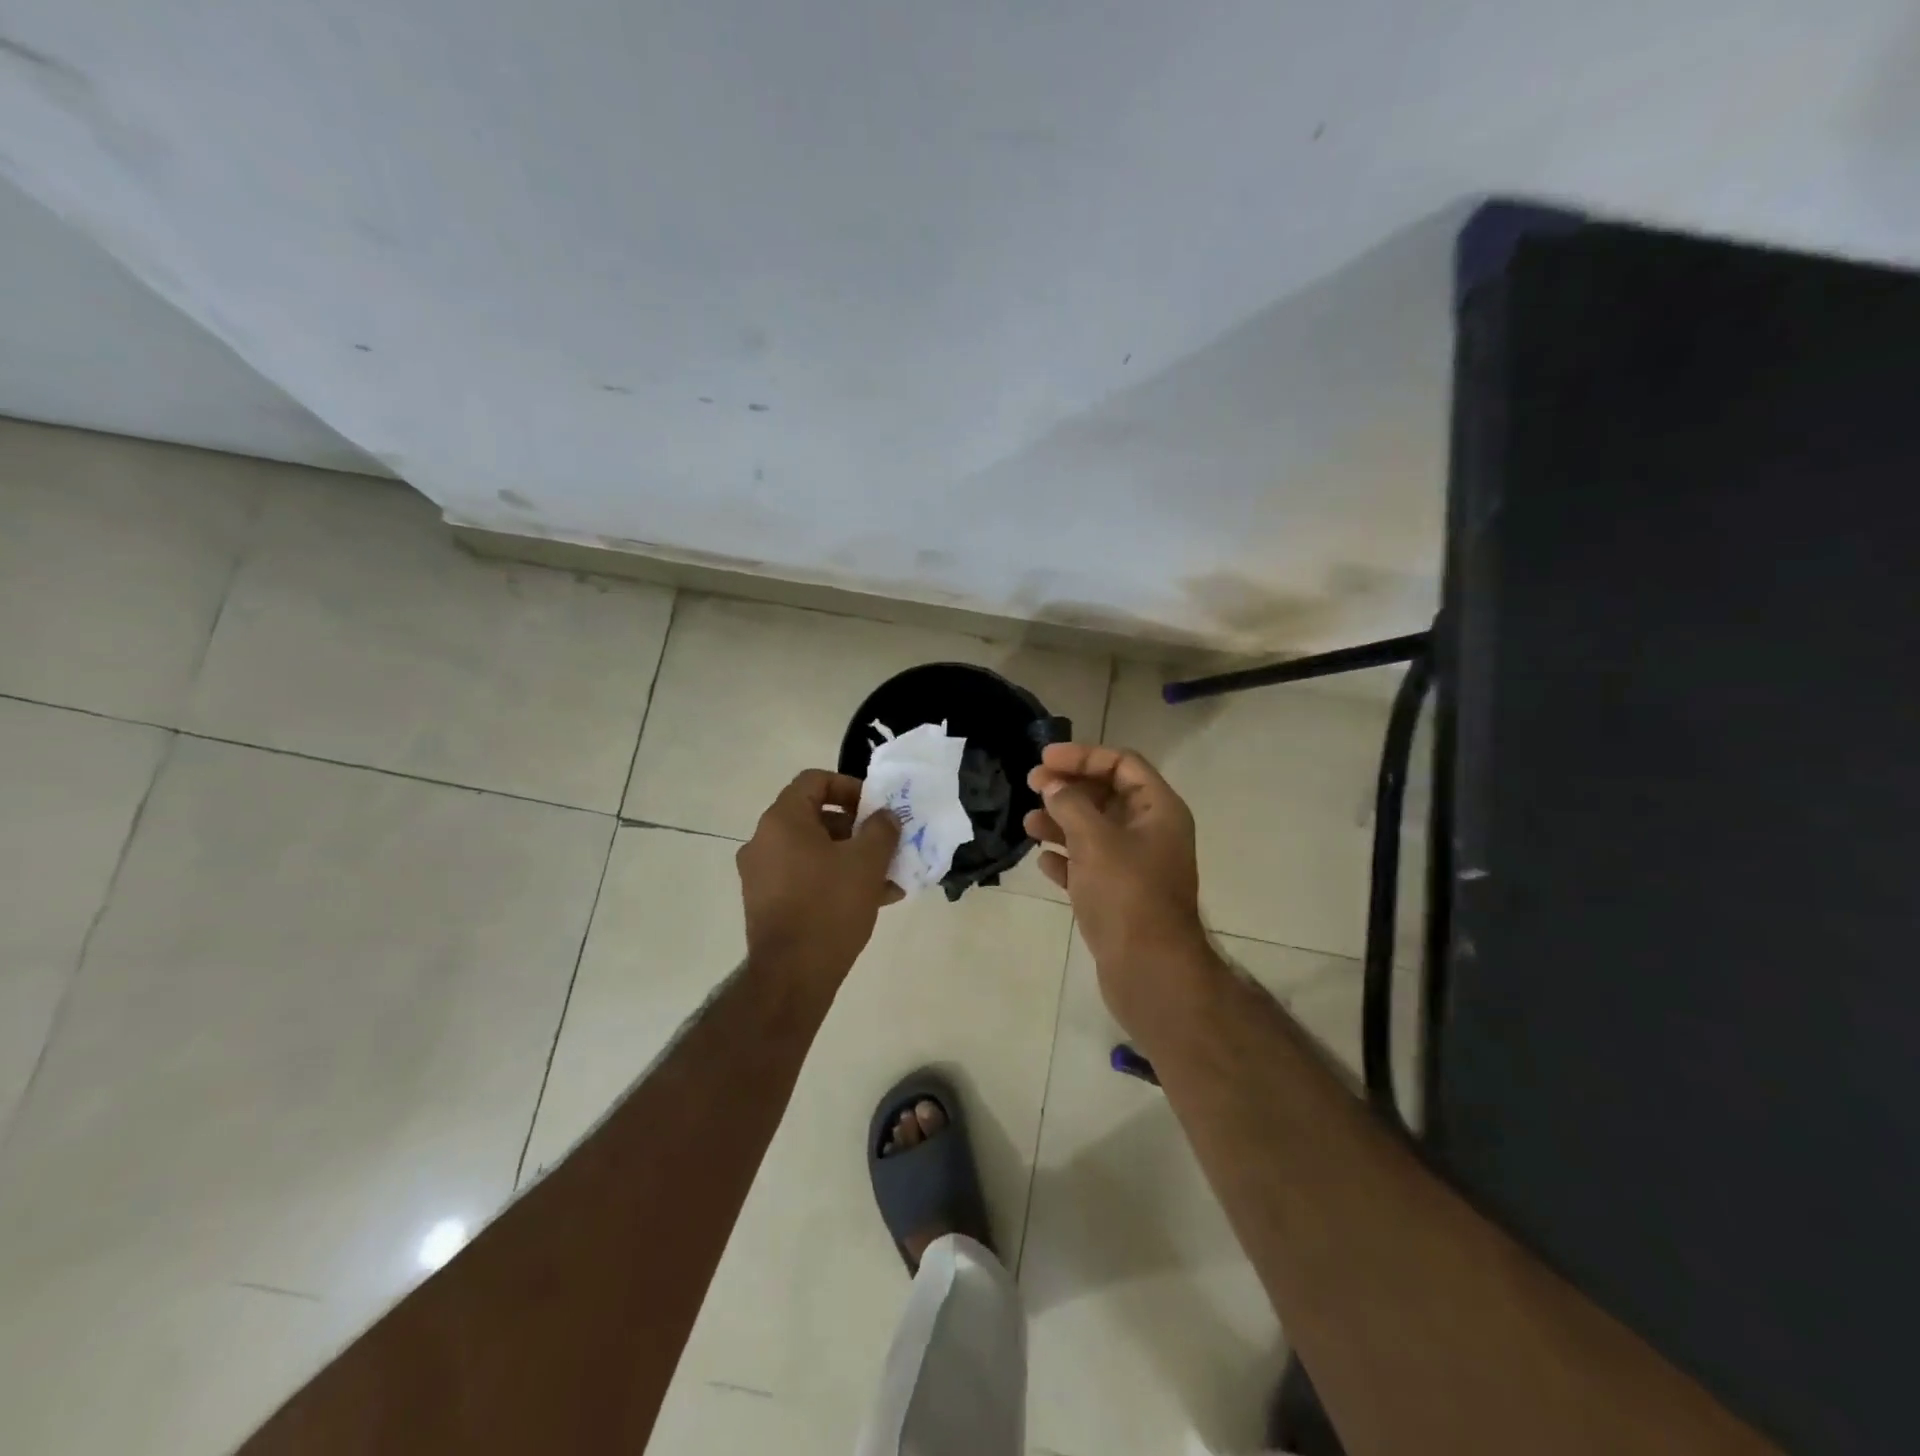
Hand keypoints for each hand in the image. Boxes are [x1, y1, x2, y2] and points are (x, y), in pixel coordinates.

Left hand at [738, 770, 900, 986]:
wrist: (792, 975)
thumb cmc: (830, 906)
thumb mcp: (867, 862)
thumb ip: (881, 829)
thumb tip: (884, 816)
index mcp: (782, 820)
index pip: (814, 781)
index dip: (849, 787)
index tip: (875, 808)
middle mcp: (763, 841)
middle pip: (815, 817)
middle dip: (856, 829)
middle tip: (885, 844)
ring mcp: (761, 874)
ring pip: (813, 851)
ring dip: (850, 858)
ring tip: (886, 878)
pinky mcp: (766, 903)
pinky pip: (804, 877)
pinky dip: (833, 879)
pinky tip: (870, 901)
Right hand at [1025, 743, 1218, 1033]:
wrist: (1148, 971)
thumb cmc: (1125, 894)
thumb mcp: (1094, 839)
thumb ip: (1070, 804)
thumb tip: (1053, 786)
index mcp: (1159, 810)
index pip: (1122, 764)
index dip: (1083, 756)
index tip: (1044, 760)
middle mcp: (1151, 833)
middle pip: (1106, 795)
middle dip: (1068, 789)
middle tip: (1031, 786)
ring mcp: (1135, 867)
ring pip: (1094, 831)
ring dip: (1061, 823)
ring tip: (1028, 825)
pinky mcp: (1119, 896)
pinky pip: (1089, 865)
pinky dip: (1066, 859)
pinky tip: (1042, 861)